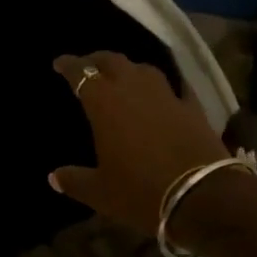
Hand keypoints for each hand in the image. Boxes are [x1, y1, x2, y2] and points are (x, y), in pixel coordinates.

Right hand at [48, 52, 229, 236]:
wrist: (202, 197)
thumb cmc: (141, 191)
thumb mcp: (101, 192)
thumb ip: (74, 180)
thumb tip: (53, 177)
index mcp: (104, 103)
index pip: (80, 72)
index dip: (68, 65)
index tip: (58, 63)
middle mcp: (133, 88)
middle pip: (112, 61)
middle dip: (96, 60)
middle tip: (87, 66)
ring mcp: (166, 95)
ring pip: (143, 69)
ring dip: (129, 69)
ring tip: (122, 76)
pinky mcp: (192, 107)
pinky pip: (176, 87)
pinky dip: (165, 87)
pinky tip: (164, 92)